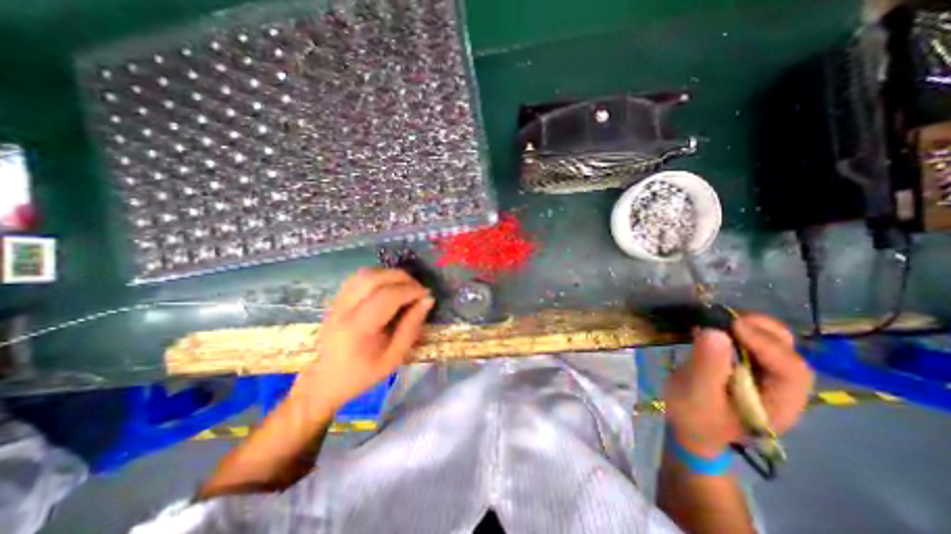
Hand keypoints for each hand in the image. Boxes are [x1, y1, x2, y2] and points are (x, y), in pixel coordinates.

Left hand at [290, 269, 433, 413]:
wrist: (325, 381)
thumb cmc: (363, 374)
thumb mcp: (394, 357)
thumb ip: (412, 327)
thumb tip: (428, 300)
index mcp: (358, 328)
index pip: (388, 296)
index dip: (411, 290)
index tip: (427, 294)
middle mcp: (344, 309)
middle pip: (374, 278)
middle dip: (402, 277)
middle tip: (418, 288)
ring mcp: (337, 301)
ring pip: (365, 273)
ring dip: (389, 274)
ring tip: (405, 286)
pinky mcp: (336, 299)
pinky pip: (358, 277)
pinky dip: (378, 276)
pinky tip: (388, 286)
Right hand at [663, 316, 813, 456]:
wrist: (690, 427)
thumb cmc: (695, 417)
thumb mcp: (697, 395)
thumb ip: (707, 366)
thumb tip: (714, 332)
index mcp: (779, 404)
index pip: (790, 370)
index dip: (766, 344)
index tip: (734, 325)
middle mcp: (782, 388)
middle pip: (788, 352)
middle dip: (762, 331)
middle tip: (729, 319)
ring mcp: (766, 376)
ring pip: (773, 343)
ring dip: (750, 327)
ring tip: (720, 320)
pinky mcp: (748, 366)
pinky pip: (752, 342)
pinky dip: (737, 330)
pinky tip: (717, 327)